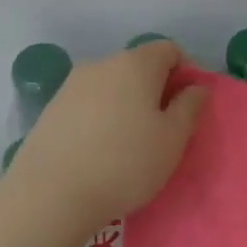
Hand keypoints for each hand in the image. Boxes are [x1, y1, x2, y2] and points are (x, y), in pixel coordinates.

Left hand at [10, 41, 208, 233]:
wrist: (50, 196)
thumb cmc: (125, 163)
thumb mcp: (173, 139)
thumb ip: (189, 106)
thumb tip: (196, 87)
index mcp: (135, 64)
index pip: (169, 50)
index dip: (185, 72)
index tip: (189, 106)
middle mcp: (100, 64)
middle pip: (139, 66)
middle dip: (156, 89)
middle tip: (164, 128)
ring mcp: (71, 86)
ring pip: (112, 86)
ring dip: (128, 104)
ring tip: (131, 142)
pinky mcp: (51, 110)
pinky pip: (89, 104)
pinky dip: (103, 117)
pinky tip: (102, 150)